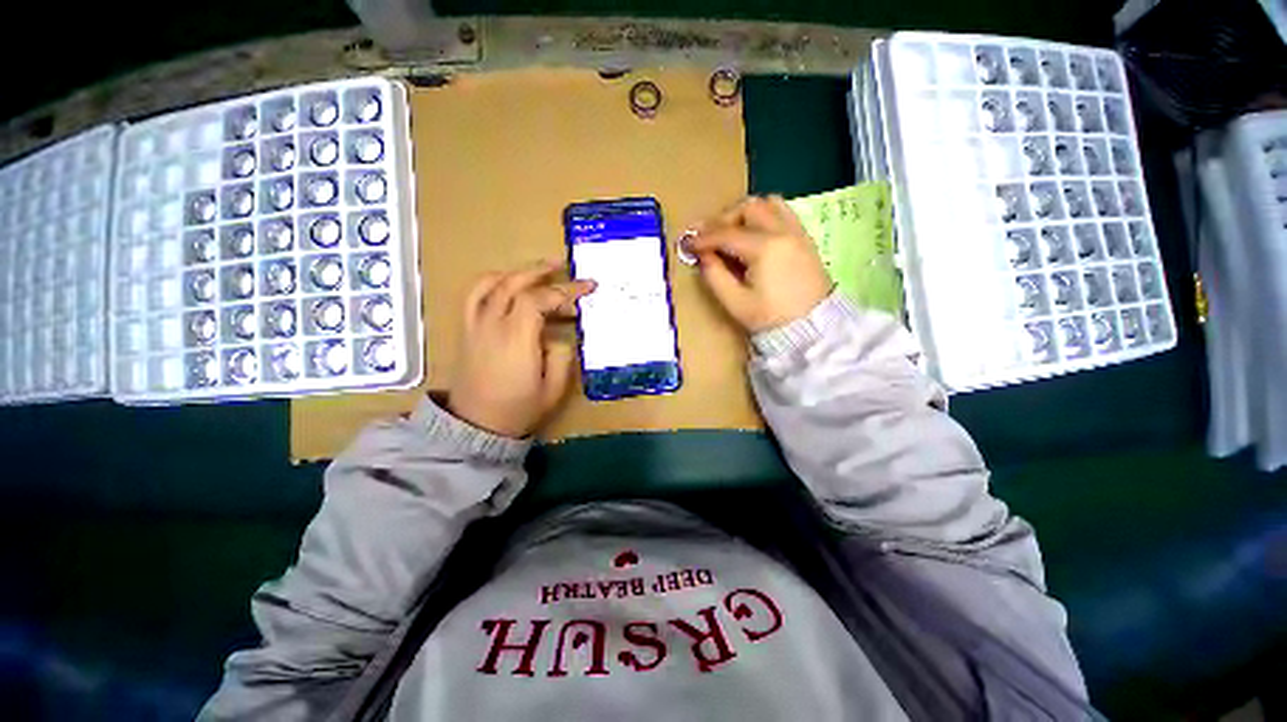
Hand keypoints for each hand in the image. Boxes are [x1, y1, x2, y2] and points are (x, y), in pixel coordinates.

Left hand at [447, 260, 595, 437]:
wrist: (475, 426)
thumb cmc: (518, 409)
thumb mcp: (553, 390)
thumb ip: (561, 358)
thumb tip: (558, 338)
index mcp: (517, 339)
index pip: (539, 300)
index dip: (566, 290)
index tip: (588, 287)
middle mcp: (493, 325)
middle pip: (514, 284)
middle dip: (541, 270)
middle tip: (563, 264)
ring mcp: (475, 326)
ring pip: (491, 284)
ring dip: (516, 272)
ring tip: (536, 269)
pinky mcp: (467, 330)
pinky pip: (473, 296)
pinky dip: (490, 282)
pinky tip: (505, 282)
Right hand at [686, 195, 832, 332]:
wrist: (813, 328)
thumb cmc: (771, 318)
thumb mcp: (735, 302)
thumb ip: (715, 275)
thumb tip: (702, 255)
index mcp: (764, 248)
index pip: (726, 234)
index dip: (703, 238)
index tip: (686, 243)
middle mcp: (782, 231)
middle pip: (748, 208)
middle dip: (723, 219)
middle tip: (709, 238)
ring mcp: (797, 232)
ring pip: (768, 203)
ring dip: (746, 213)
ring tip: (733, 232)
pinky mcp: (805, 238)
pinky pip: (783, 212)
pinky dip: (764, 216)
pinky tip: (754, 235)